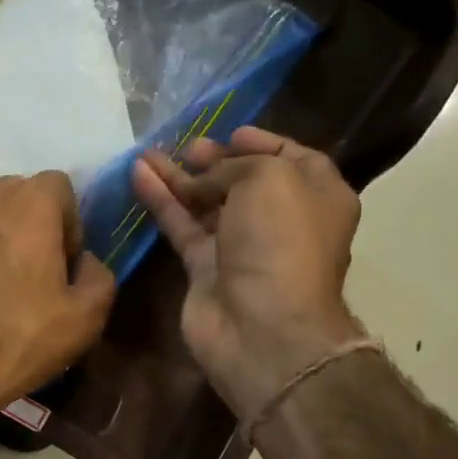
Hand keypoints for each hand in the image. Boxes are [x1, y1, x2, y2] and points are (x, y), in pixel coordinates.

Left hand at [0, 172, 114, 429]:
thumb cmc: (17, 341)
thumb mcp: (85, 319)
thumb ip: (99, 274)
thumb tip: (84, 260)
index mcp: (32, 202)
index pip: (60, 189)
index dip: (67, 225)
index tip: (60, 265)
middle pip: (17, 194)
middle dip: (28, 224)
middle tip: (25, 271)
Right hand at [130, 126, 367, 423]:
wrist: (261, 326)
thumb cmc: (279, 241)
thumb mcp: (267, 179)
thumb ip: (232, 167)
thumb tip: (203, 181)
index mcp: (318, 195)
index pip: (291, 158)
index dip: (261, 142)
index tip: (230, 132)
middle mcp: (282, 220)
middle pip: (244, 182)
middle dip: (215, 161)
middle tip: (188, 147)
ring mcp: (242, 248)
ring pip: (206, 204)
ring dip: (179, 179)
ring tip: (148, 154)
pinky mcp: (205, 270)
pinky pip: (182, 227)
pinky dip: (162, 202)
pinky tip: (139, 175)